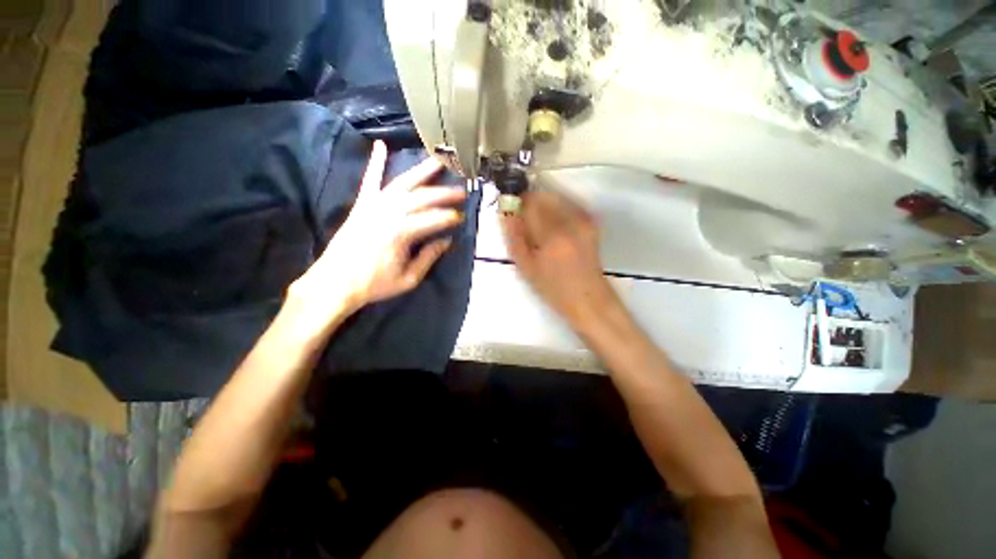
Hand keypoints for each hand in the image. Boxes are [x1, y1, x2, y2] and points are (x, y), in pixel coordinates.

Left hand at [289, 141, 464, 326]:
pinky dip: (375, 162)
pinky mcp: (361, 205)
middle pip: (422, 198)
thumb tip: (446, 241)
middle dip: (444, 194)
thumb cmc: (374, 284)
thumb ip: (428, 257)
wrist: (335, 283)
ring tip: (438, 160)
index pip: (433, 220)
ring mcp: (373, 206)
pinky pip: (369, 180)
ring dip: (422, 171)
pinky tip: (381, 145)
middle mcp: (388, 213)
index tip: (462, 217)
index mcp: (401, 233)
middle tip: (461, 192)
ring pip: (402, 183)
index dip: (450, 218)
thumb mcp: (408, 278)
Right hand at [501, 190, 617, 326]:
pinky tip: (554, 229)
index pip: (530, 203)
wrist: (588, 297)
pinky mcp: (590, 222)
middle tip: (525, 222)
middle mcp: (571, 221)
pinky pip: (567, 205)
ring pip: (556, 198)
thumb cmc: (553, 288)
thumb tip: (506, 212)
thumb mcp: (526, 267)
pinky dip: (556, 210)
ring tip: (541, 228)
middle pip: (544, 196)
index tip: (513, 212)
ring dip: (543, 206)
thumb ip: (514, 237)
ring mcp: (584, 220)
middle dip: (531, 203)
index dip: (518, 203)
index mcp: (552, 236)